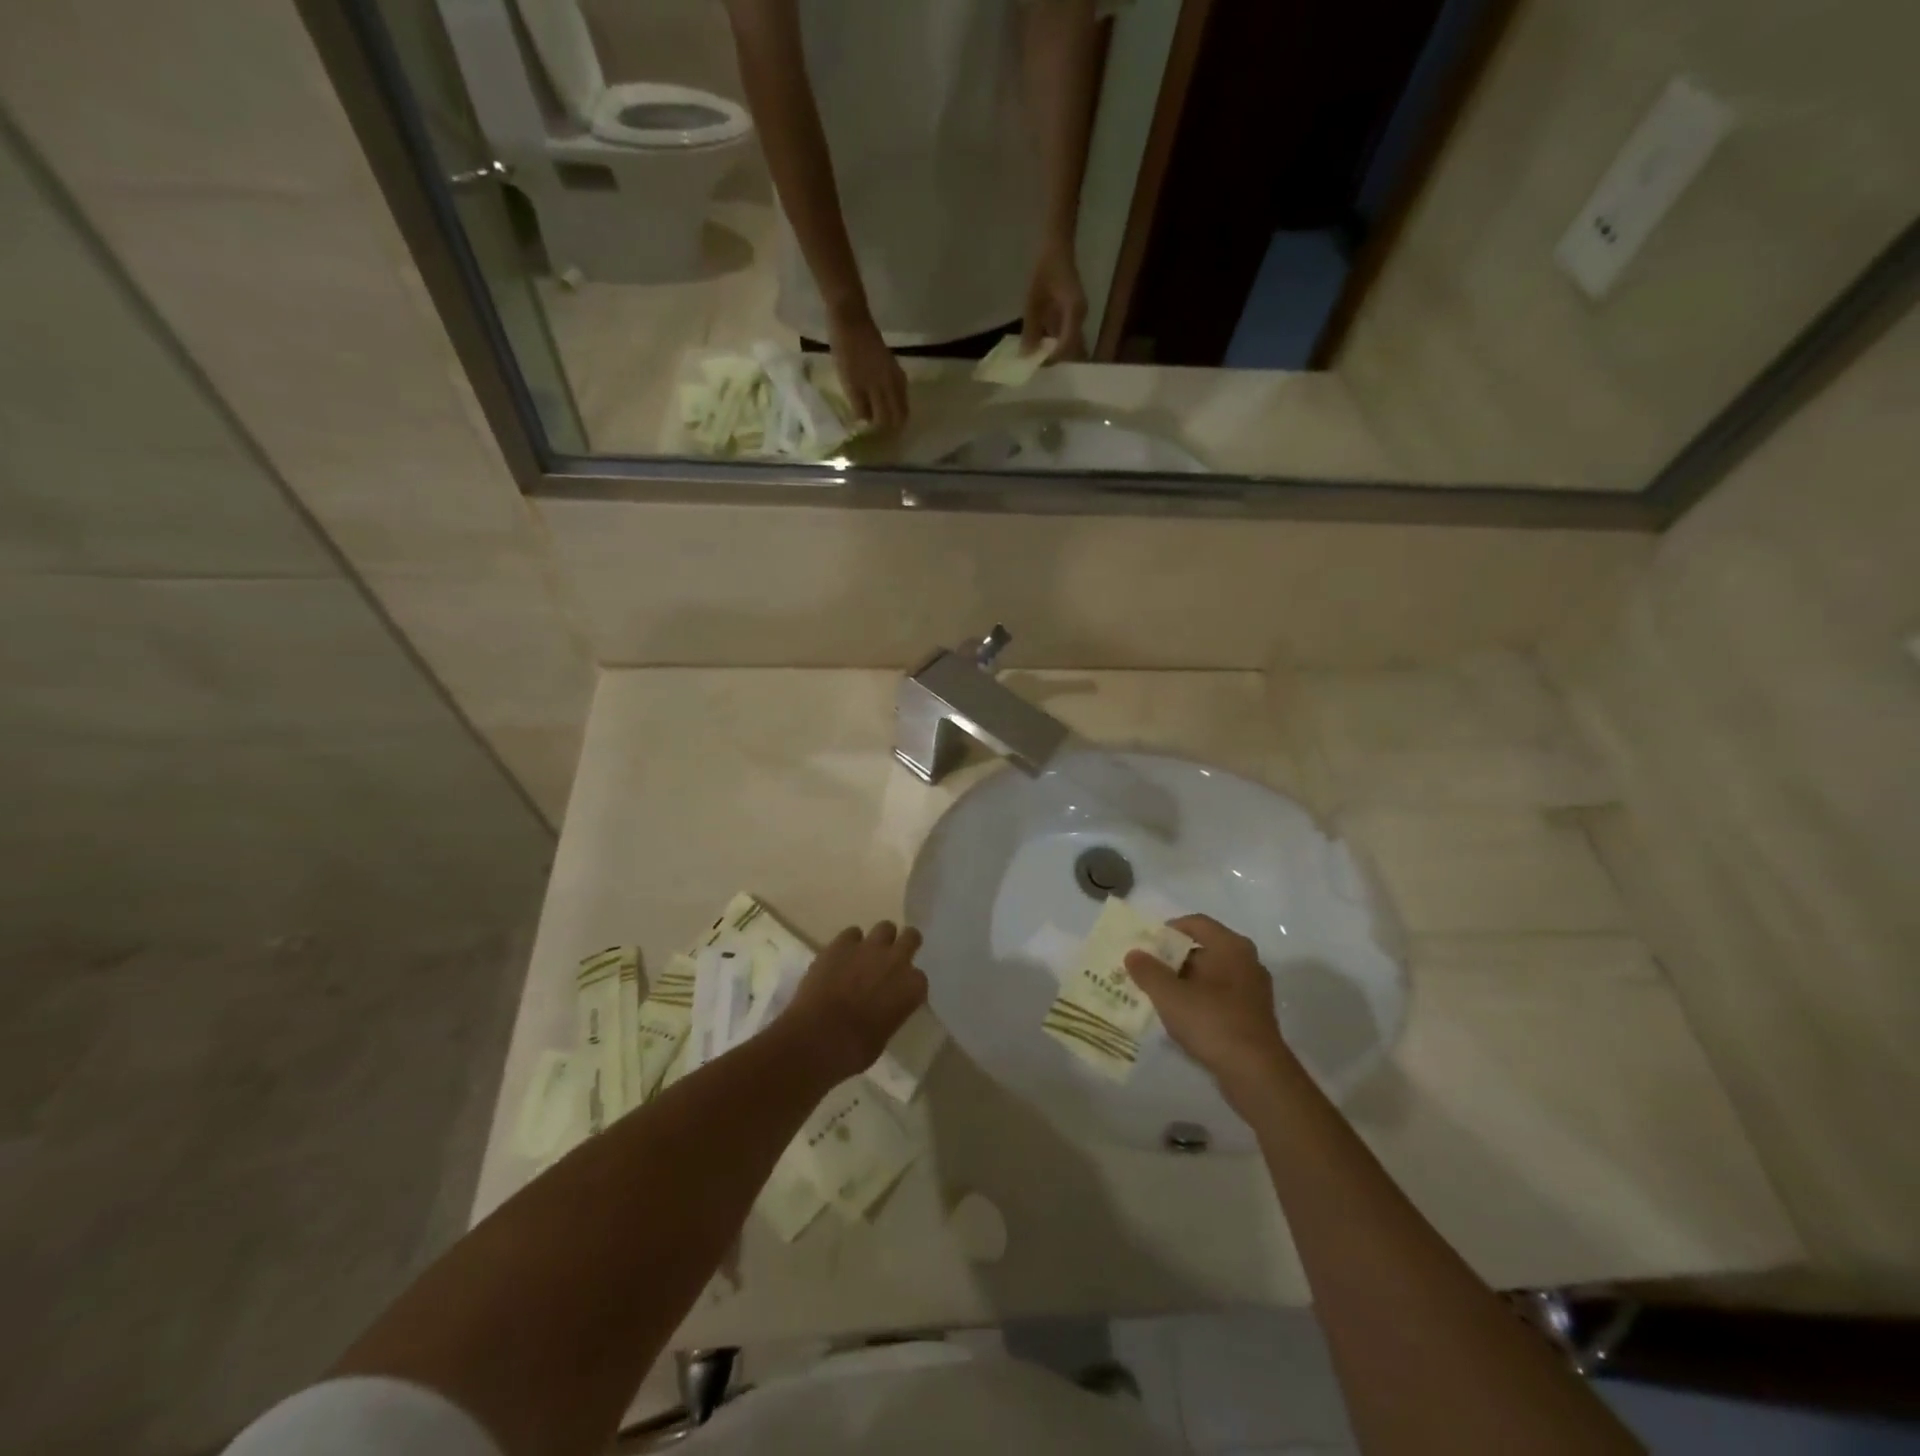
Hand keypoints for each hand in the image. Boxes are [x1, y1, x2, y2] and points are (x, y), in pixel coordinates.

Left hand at [781, 921, 927, 1083]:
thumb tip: (883, 1007)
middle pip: (911, 937)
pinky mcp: (841, 943)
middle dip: (904, 945)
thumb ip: (891, 1012)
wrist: (816, 1038)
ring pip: (885, 927)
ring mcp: (868, 948)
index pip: (919, 978)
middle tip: (892, 959)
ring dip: (879, 940)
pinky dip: (850, 943)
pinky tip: (841, 957)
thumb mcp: (884, 1035)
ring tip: (867, 955)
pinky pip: (852, 933)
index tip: (899, 991)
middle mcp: (896, 961)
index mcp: (912, 988)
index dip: (908, 984)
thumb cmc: (853, 1050)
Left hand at [828, 309, 908, 430]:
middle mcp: (893, 384)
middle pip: (900, 413)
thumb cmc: (845, 350)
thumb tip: (866, 423)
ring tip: (890, 423)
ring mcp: (895, 373)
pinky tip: (892, 402)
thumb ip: (859, 403)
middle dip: (894, 426)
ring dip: (898, 415)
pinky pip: (901, 390)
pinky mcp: (893, 365)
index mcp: (882, 389)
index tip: (877, 441)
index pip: (887, 419)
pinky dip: (899, 400)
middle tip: (885, 435)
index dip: (883, 432)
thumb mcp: (848, 381)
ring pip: (903, 402)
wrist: (851, 318)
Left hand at [1022, 242, 1087, 360]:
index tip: (1035, 365)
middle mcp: (1081, 317)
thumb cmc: (1045, 268)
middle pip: (1072, 349)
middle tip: (1036, 365)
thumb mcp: (1033, 300)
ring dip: (1055, 353)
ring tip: (1037, 358)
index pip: (1066, 346)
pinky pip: (1067, 335)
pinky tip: (1041, 345)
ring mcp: (1079, 316)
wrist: (1057, 246)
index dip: (1052, 359)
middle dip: (1055, 360)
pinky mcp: (1075, 314)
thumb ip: (1030, 329)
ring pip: (1070, 344)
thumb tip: (1026, 355)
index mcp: (1074, 312)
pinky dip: (1056, 344)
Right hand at [1124, 915, 1297, 1102]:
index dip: (1167, 930)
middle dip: (1171, 959)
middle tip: (1144, 970)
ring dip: (1182, 982)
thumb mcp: (1170, 995)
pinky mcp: (1252, 1016)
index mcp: (1231, 947)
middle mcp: (1246, 962)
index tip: (1145, 944)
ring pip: (1209, 976)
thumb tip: (1133, 953)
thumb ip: (1148, 971)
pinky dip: (1197, 1001)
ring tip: (1155, 994)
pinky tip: (1178, 1017)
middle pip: (1202, 949)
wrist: (1256, 1074)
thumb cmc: (1212, 1022)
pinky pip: (1218, 998)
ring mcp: (1252, 991)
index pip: (1195, 923)